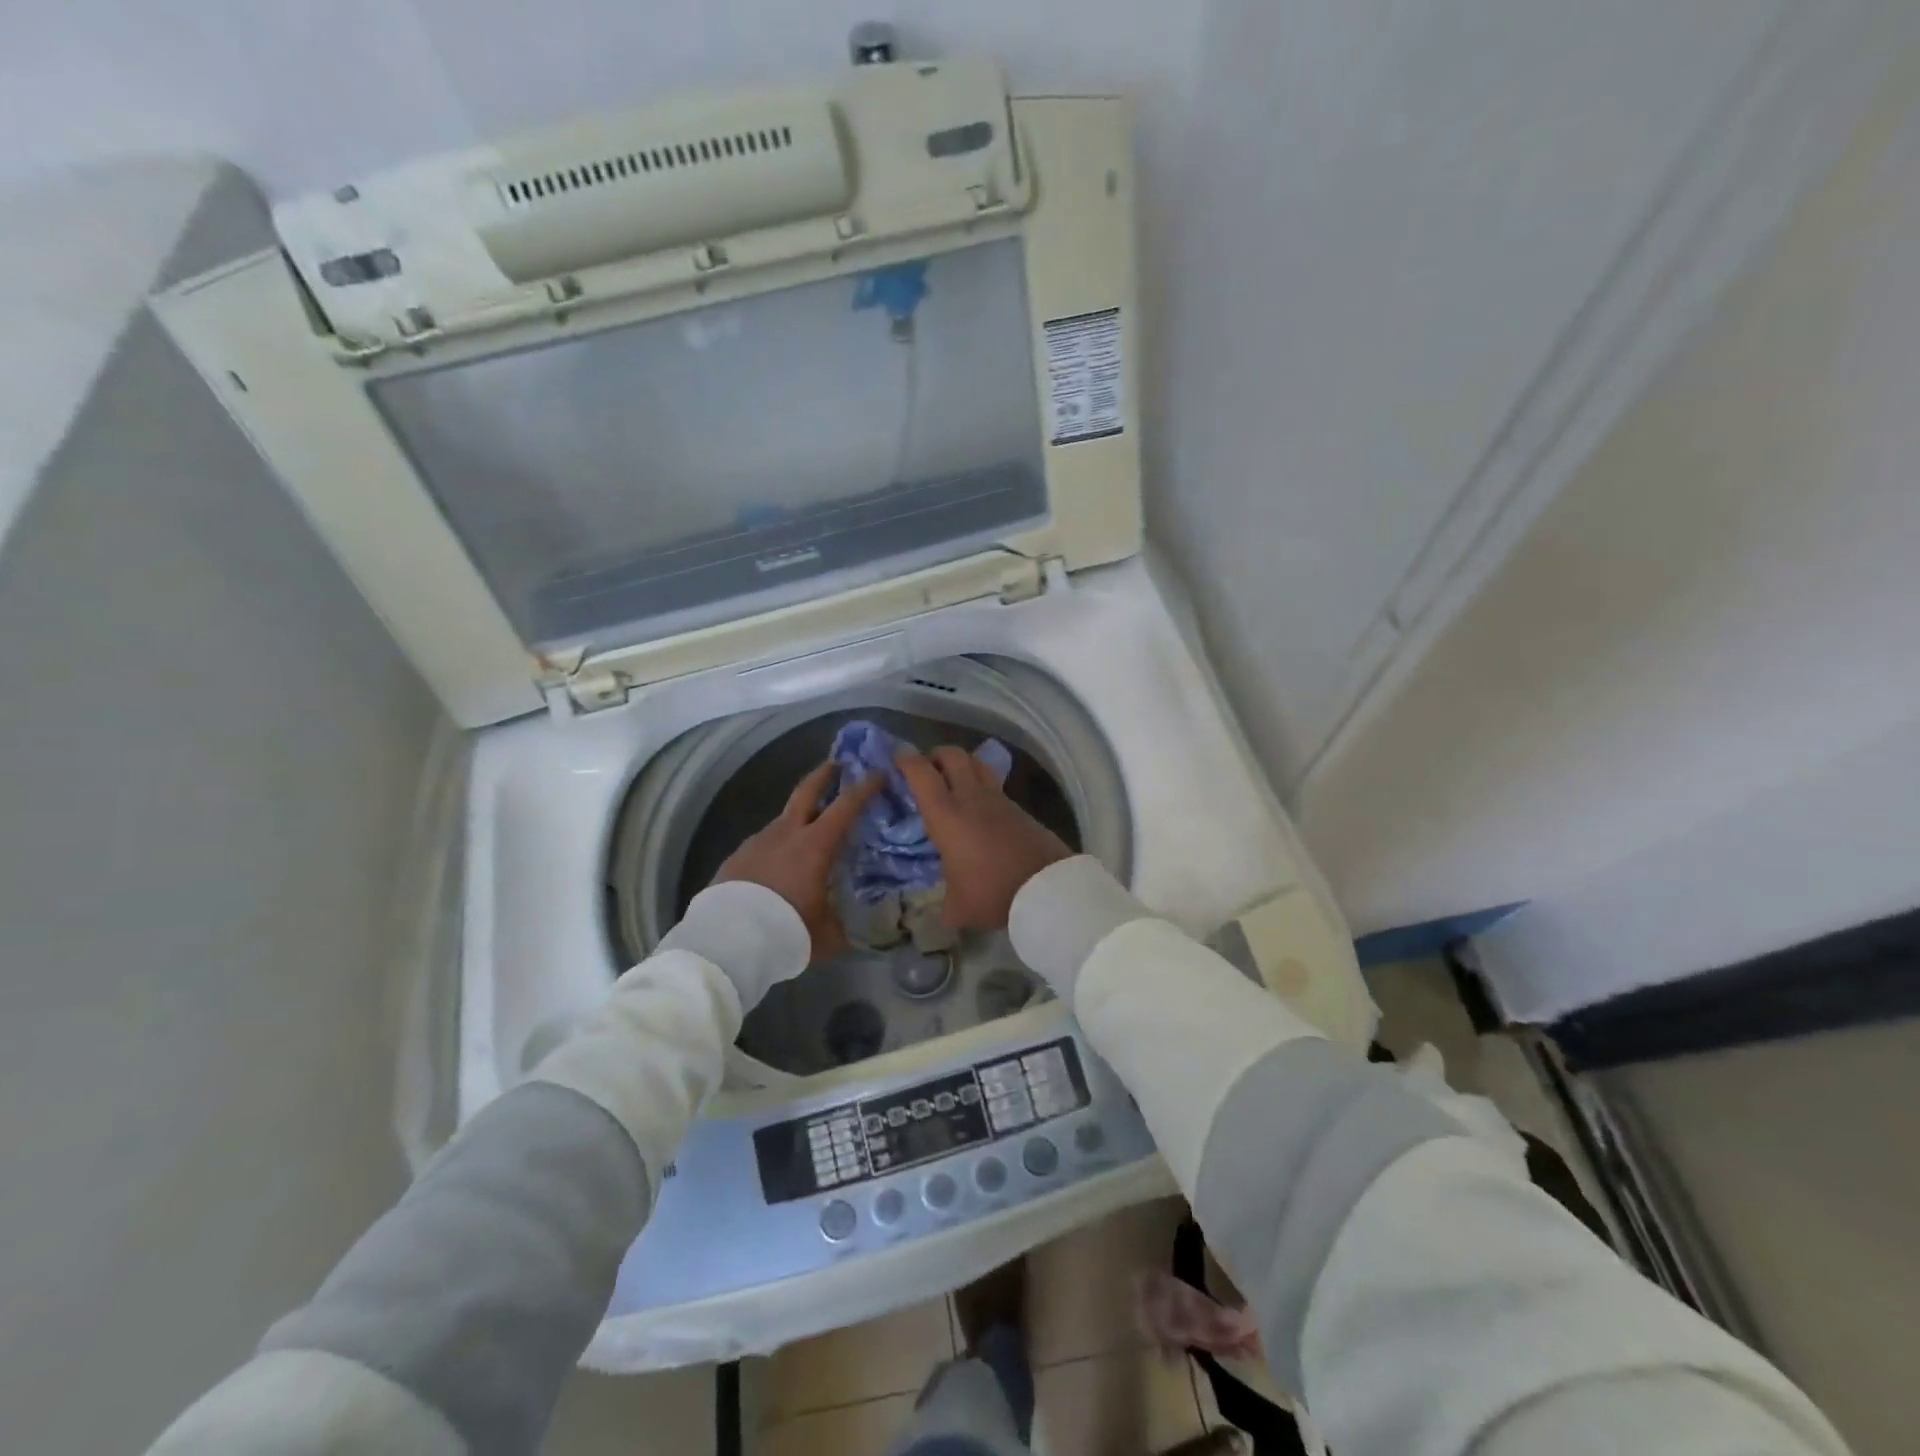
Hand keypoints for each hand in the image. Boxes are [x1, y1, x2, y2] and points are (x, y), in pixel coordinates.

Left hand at [713, 761, 882, 962]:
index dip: (865, 787)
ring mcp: (759, 841)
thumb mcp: (826, 935)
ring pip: (784, 818)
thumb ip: (847, 926)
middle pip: (807, 791)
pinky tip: (780, 861)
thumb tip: (866, 930)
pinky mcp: (738, 856)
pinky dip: (779, 842)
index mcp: (815, 845)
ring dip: (800, 814)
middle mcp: (787, 833)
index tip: (878, 773)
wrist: (727, 941)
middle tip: (838, 763)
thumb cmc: (786, 931)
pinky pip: (766, 841)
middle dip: (825, 774)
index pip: (846, 805)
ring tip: (811, 827)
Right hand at [896, 747, 1072, 931]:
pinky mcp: (1020, 809)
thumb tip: (948, 913)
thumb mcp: (960, 907)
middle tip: (928, 768)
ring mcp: (999, 800)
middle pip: (953, 756)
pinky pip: (996, 787)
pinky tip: (981, 808)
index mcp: (946, 815)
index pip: (922, 774)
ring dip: (963, 764)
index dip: (907, 761)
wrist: (1046, 887)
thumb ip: (948, 905)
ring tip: (955, 780)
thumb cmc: (992, 891)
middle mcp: (971, 798)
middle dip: (936, 755)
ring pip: (978, 764)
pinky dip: (984, 787)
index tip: (899, 759)